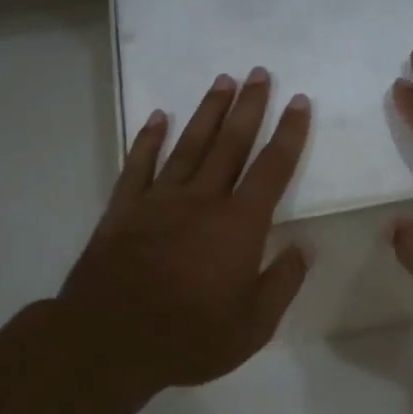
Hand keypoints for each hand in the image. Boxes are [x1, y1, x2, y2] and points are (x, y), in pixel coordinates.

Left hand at [56, 68, 311, 393]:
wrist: (109, 340)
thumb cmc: (189, 337)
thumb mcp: (253, 325)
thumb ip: (281, 283)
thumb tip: (303, 248)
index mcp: (239, 225)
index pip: (272, 169)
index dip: (289, 134)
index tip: (299, 102)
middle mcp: (202, 200)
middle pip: (231, 144)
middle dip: (250, 107)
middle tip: (260, 72)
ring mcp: (159, 200)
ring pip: (189, 145)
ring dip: (208, 112)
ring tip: (223, 81)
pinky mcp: (124, 209)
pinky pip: (139, 165)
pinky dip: (149, 139)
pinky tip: (158, 117)